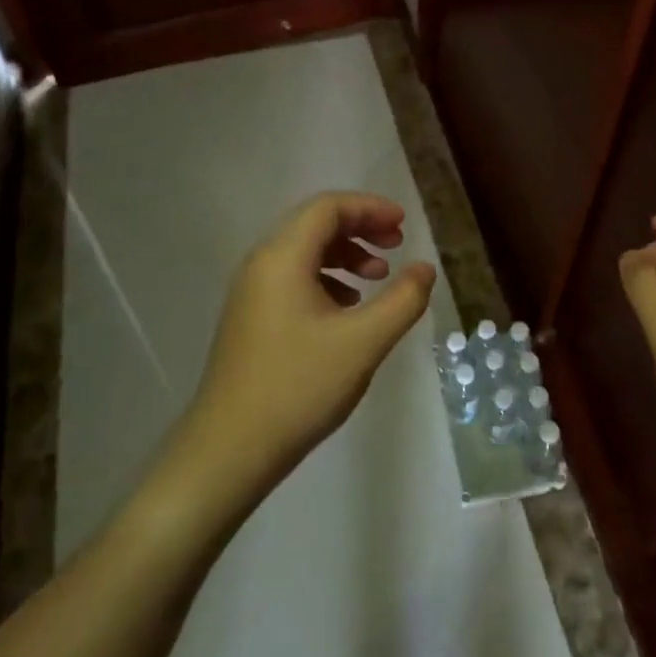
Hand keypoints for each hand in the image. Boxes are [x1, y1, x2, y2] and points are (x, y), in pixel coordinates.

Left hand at [175, 192, 435, 499]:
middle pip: (315, 224)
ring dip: (345, 255)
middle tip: (396, 246)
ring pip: (304, 253)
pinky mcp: (251, 317)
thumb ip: (402, 300)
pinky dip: (326, 279)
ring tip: (378, 279)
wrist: (230, 448)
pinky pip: (293, 279)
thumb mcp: (363, 342)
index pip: (328, 208)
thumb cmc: (299, 387)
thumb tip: (424, 268)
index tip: (403, 225)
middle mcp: (261, 264)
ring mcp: (251, 292)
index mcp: (283, 257)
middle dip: (360, 228)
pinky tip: (348, 309)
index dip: (370, 208)